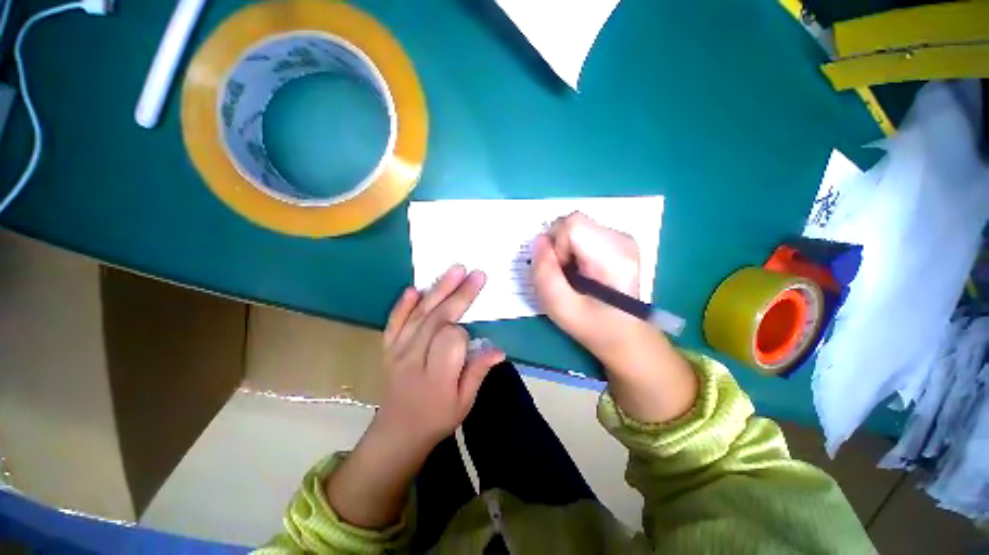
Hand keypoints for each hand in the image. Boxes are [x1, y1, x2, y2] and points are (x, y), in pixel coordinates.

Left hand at [325, 265, 503, 529]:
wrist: (396, 433)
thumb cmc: (437, 419)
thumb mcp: (464, 403)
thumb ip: (478, 373)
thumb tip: (498, 349)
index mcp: (436, 377)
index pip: (451, 341)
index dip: (464, 332)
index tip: (473, 332)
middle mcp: (414, 360)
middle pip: (437, 320)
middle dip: (459, 295)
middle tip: (476, 274)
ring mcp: (398, 351)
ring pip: (419, 315)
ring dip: (438, 290)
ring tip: (455, 270)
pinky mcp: (388, 347)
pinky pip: (394, 322)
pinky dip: (403, 305)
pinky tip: (415, 289)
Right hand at [531, 213, 697, 422]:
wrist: (625, 335)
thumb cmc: (593, 325)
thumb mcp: (558, 306)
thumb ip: (544, 271)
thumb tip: (539, 240)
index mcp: (613, 255)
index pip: (571, 224)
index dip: (557, 245)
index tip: (561, 271)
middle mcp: (622, 239)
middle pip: (574, 222)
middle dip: (560, 247)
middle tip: (566, 275)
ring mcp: (623, 239)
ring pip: (577, 228)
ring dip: (567, 249)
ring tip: (576, 276)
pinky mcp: (620, 242)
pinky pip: (585, 234)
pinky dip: (576, 250)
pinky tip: (584, 272)